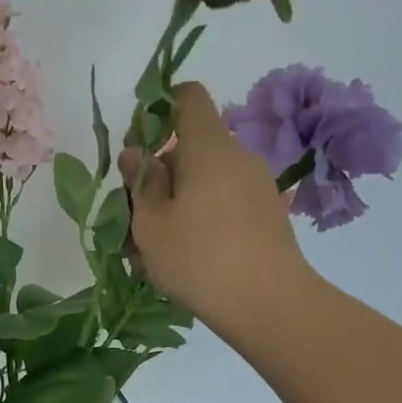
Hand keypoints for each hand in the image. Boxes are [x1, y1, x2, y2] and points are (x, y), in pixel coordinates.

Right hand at [120, 82, 317, 336]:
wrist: (270, 304)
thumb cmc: (199, 257)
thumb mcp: (151, 224)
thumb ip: (141, 182)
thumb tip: (135, 152)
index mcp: (208, 148)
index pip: (188, 98)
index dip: (159, 106)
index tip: (137, 142)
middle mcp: (237, 158)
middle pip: (189, 149)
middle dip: (157, 175)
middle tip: (131, 219)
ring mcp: (255, 188)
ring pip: (203, 183)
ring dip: (173, 205)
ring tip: (149, 251)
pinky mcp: (264, 216)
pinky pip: (221, 205)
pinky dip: (196, 221)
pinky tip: (179, 260)